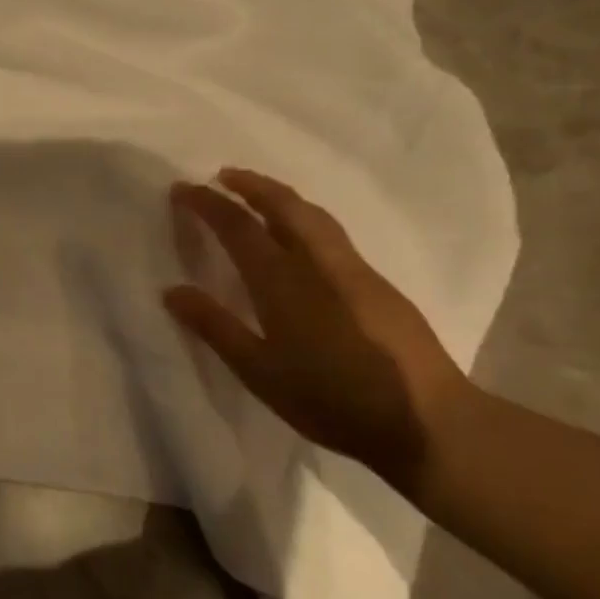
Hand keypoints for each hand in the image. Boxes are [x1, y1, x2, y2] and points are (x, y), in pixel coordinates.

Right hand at [163, 169, 475, 493]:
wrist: (427, 422)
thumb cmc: (331, 399)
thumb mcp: (259, 372)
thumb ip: (215, 327)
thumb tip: (172, 291)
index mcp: (284, 281)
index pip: (239, 226)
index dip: (208, 203)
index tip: (182, 189)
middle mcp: (319, 263)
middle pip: (284, 206)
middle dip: (251, 185)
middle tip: (223, 176)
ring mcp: (355, 271)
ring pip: (314, 216)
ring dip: (281, 197)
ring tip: (258, 196)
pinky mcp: (378, 286)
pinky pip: (332, 235)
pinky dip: (304, 220)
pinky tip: (300, 241)